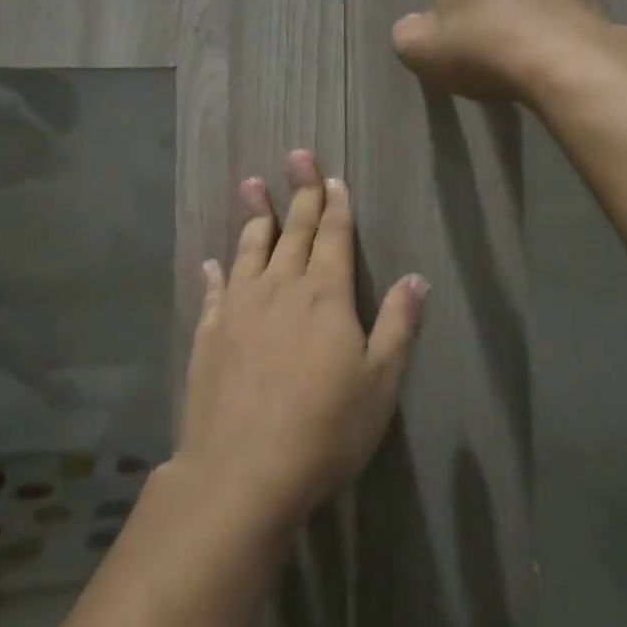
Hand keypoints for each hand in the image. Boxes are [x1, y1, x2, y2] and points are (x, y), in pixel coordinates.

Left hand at [177, 151, 426, 529]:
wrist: (242, 471)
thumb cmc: (324, 430)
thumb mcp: (380, 383)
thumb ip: (397, 326)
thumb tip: (416, 278)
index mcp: (325, 296)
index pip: (333, 236)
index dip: (335, 205)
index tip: (332, 177)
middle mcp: (281, 288)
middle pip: (293, 230)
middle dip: (300, 192)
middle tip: (296, 155)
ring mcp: (240, 307)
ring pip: (250, 248)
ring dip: (255, 215)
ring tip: (252, 185)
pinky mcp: (210, 333)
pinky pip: (215, 290)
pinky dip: (216, 271)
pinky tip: (212, 260)